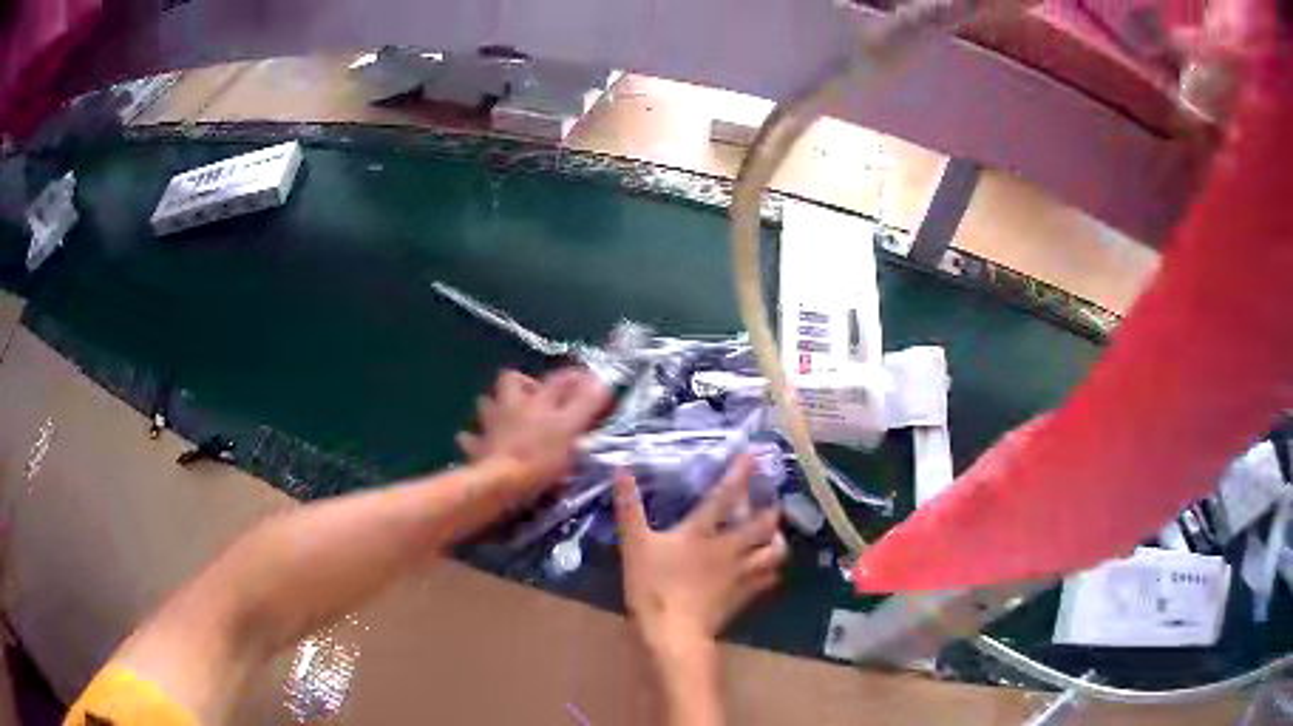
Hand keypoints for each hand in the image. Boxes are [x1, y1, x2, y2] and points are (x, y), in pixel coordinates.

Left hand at [456, 368, 609, 496]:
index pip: (558, 379)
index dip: (574, 377)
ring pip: (486, 404)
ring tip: (506, 416)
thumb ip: (586, 404)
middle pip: (511, 380)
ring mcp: (490, 425)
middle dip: (522, 383)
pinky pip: (471, 439)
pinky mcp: (477, 448)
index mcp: (537, 400)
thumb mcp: (570, 429)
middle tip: (536, 397)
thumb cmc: (540, 457)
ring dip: (495, 406)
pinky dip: (474, 439)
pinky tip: (480, 442)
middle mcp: (511, 405)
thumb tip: (601, 381)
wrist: (502, 483)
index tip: (588, 380)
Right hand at [614, 455, 787, 659]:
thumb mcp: (634, 544)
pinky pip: (768, 579)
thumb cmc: (653, 587)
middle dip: (770, 508)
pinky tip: (766, 568)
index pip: (726, 496)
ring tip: (774, 533)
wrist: (674, 633)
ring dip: (777, 539)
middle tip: (769, 500)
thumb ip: (629, 507)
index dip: (740, 474)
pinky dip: (771, 570)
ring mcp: (741, 574)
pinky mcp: (744, 596)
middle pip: (763, 524)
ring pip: (774, 552)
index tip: (753, 456)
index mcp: (703, 532)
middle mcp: (730, 548)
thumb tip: (622, 469)